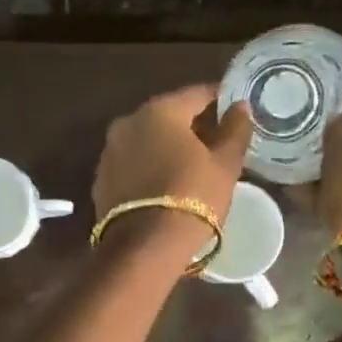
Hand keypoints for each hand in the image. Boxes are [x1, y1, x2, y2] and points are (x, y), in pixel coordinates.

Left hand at [92, 84, 252, 224]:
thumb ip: (235, 130)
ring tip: (191, 166)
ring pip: (146, 140)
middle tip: (216, 143)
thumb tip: (240, 107)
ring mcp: (109, 151)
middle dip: (191, 125)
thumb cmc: (192, 198)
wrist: (145, 247)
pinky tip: (164, 184)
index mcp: (160, 110)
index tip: (234, 112)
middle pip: (167, 115)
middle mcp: (128, 122)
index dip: (219, 100)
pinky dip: (148, 167)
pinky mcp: (101, 179)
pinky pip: (132, 164)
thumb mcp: (225, 165)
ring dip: (167, 147)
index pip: (196, 94)